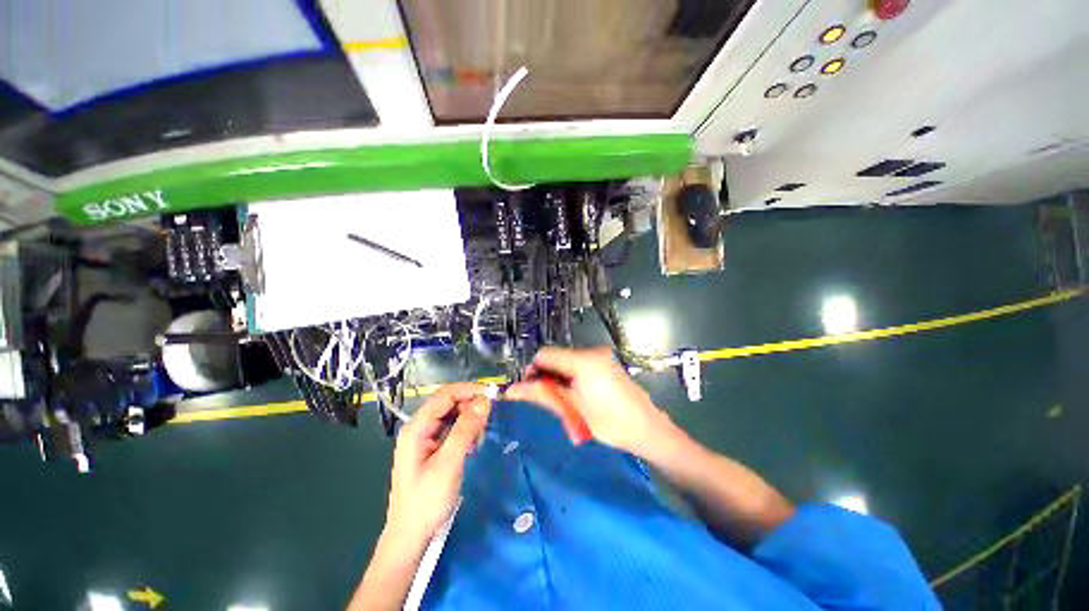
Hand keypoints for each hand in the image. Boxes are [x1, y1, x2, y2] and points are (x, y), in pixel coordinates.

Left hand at [383, 383, 489, 546]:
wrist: (410, 538)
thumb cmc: (426, 502)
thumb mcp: (448, 464)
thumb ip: (465, 430)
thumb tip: (484, 401)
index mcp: (417, 427)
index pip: (445, 395)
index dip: (469, 390)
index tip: (493, 394)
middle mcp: (420, 427)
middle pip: (448, 402)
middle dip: (471, 402)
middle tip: (493, 412)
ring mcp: (426, 438)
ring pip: (452, 414)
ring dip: (471, 416)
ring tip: (485, 428)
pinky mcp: (433, 448)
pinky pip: (453, 428)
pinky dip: (467, 428)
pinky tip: (476, 439)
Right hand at [505, 347, 673, 457]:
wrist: (648, 430)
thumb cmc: (609, 422)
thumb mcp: (572, 408)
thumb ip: (541, 394)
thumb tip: (511, 390)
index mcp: (583, 359)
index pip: (545, 355)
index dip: (533, 371)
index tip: (529, 390)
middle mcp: (592, 351)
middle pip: (556, 358)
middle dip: (547, 378)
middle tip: (548, 402)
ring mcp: (601, 357)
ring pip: (567, 364)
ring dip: (559, 381)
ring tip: (564, 404)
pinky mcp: (606, 364)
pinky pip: (580, 367)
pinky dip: (572, 380)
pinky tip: (576, 398)